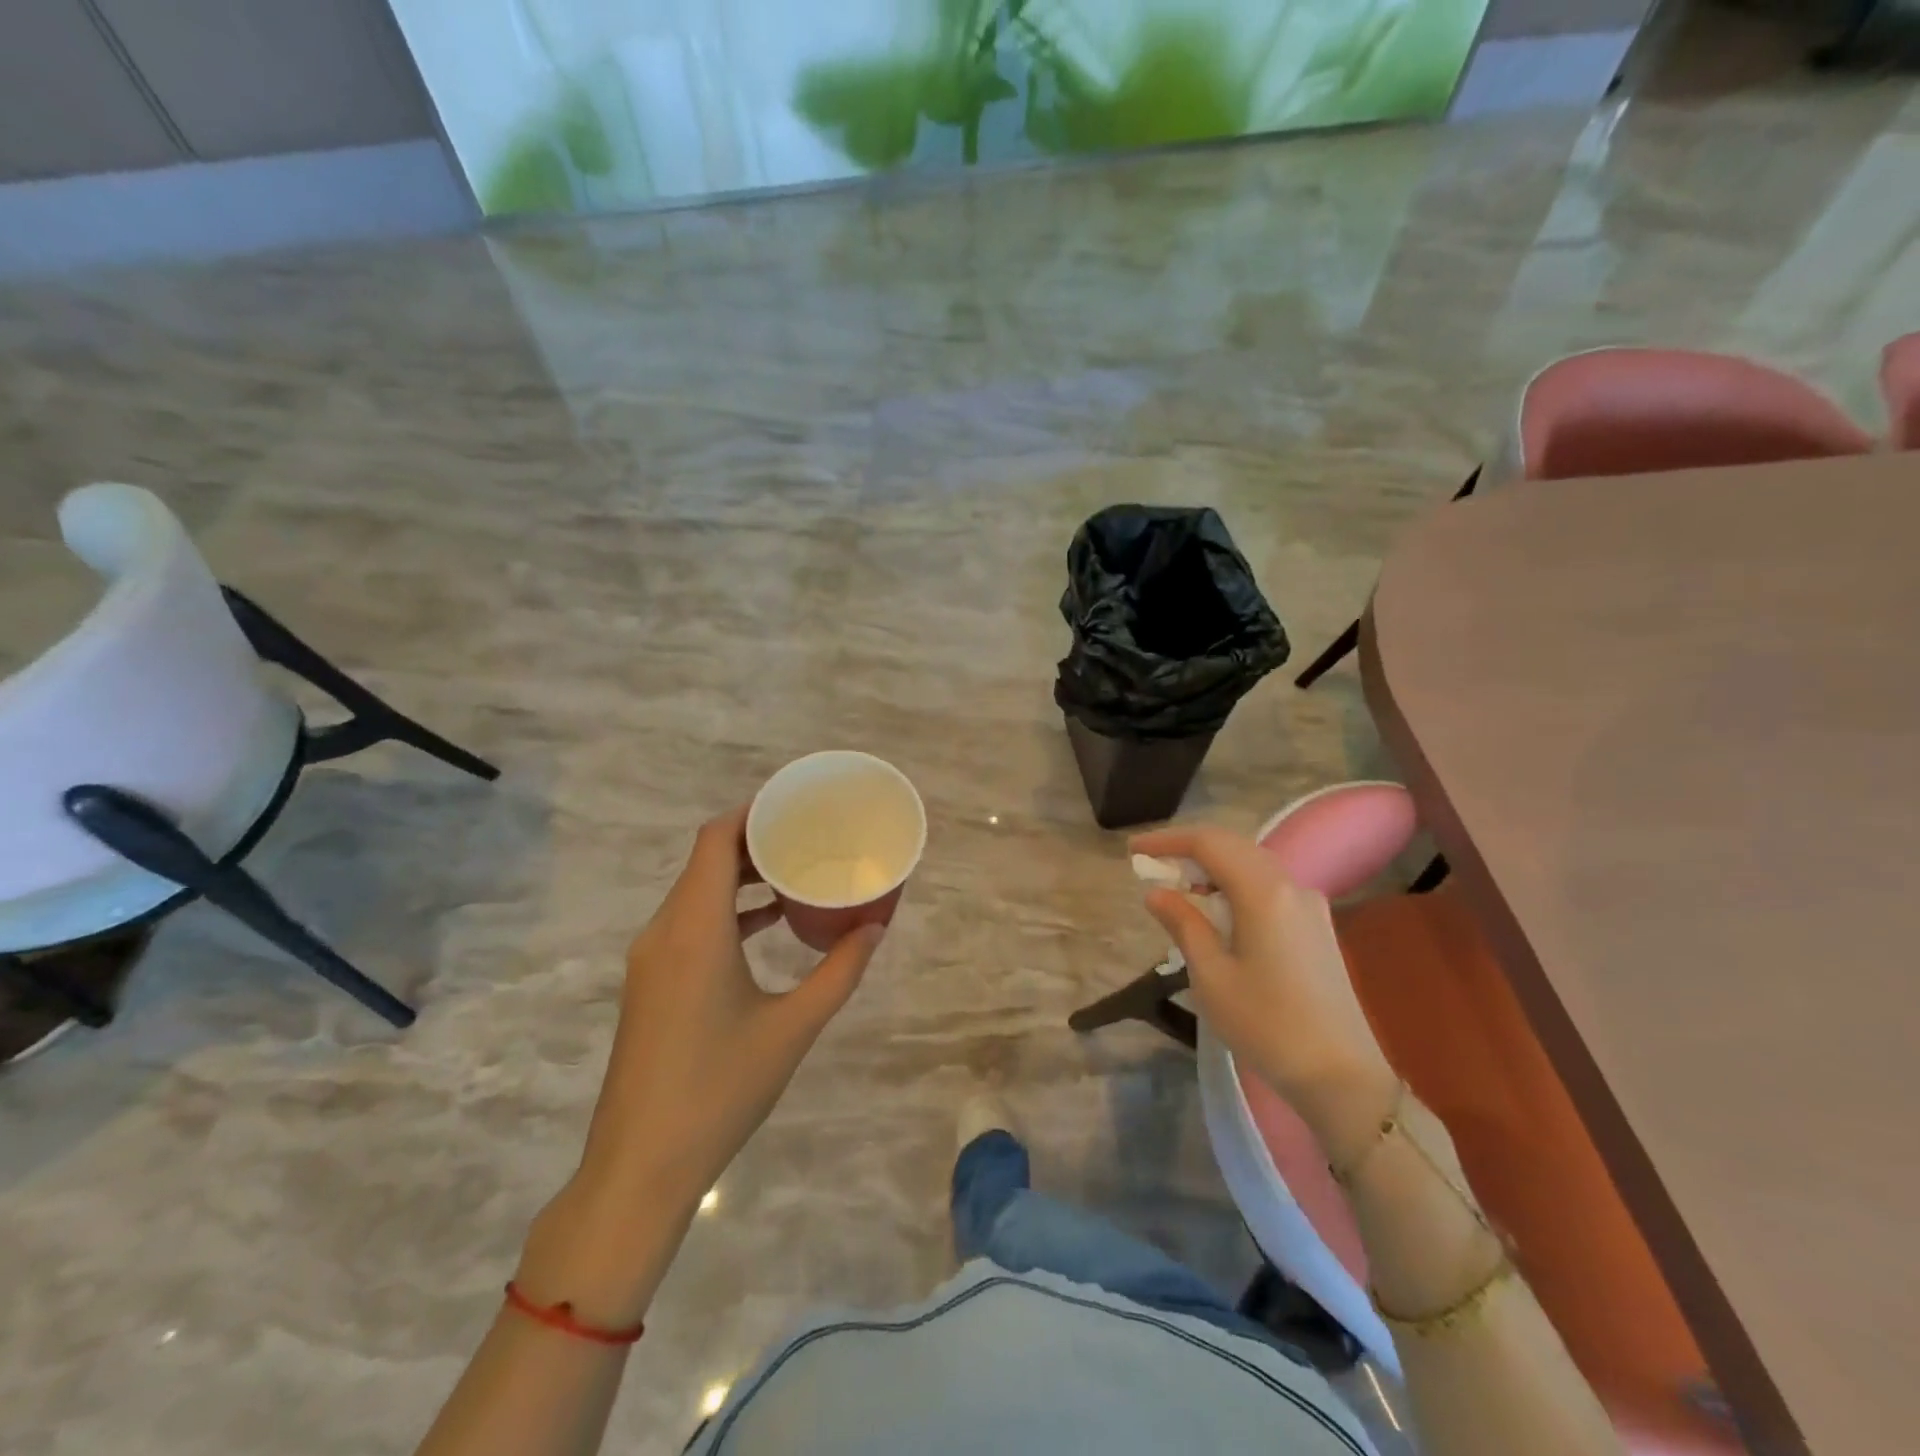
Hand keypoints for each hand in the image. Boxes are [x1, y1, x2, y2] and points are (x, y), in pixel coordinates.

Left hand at [577, 805, 884, 1211]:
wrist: (640, 1166)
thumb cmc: (719, 1090)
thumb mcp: (792, 1028)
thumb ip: (838, 972)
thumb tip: (874, 928)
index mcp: (694, 929)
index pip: (715, 840)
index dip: (751, 812)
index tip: (794, 804)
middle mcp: (665, 931)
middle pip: (705, 860)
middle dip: (754, 840)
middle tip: (807, 834)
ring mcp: (651, 958)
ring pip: (695, 891)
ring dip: (740, 875)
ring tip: (794, 871)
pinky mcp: (651, 982)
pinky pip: (689, 922)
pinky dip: (727, 909)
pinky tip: (768, 923)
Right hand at [1130, 824, 1396, 1160]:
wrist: (1342, 1076)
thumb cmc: (1267, 1025)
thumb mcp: (1211, 976)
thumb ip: (1183, 924)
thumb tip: (1157, 893)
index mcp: (1264, 893)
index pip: (1209, 844)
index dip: (1168, 841)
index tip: (1133, 850)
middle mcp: (1291, 886)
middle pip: (1234, 846)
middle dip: (1189, 849)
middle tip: (1152, 865)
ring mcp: (1310, 905)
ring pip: (1253, 864)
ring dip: (1213, 866)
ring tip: (1178, 887)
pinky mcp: (1317, 926)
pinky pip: (1268, 886)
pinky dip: (1235, 884)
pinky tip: (1217, 909)